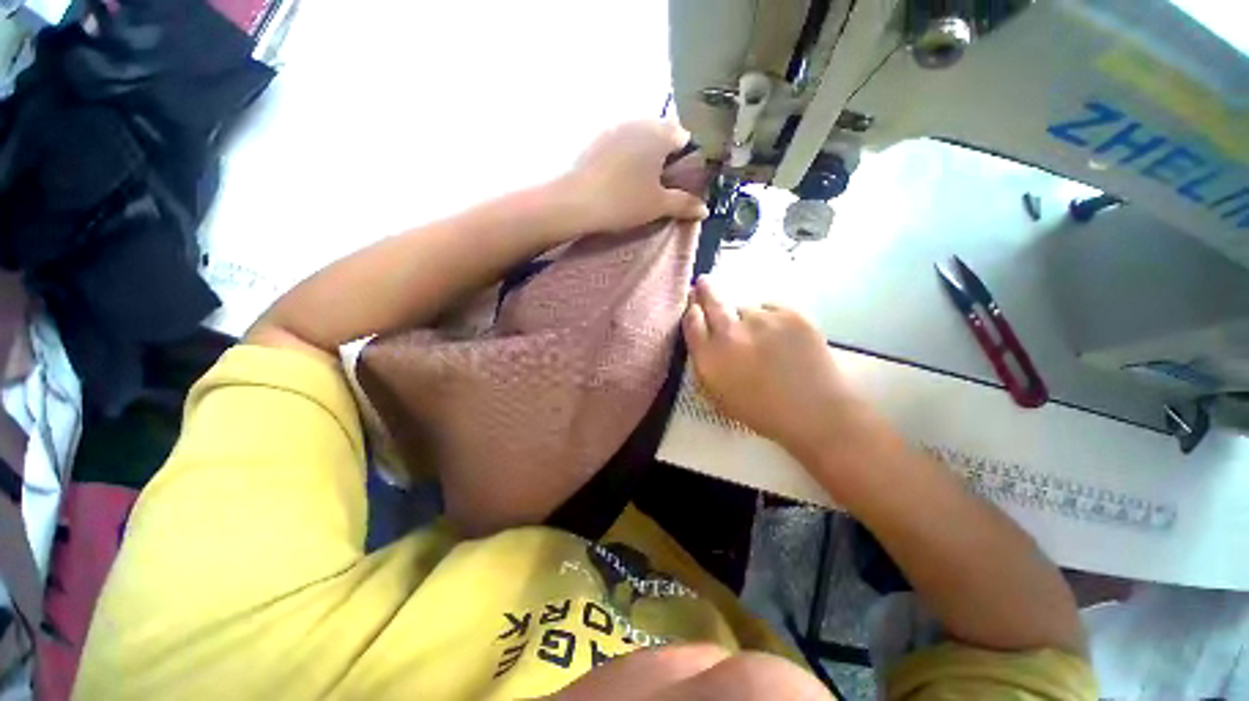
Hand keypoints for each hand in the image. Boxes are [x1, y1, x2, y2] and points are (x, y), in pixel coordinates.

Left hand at [564, 120, 709, 233]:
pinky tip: (619, 178)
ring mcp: (615, 126)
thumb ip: (684, 204)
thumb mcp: (658, 206)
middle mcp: (640, 121)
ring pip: (640, 138)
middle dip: (665, 157)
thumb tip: (705, 209)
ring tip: (638, 184)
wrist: (576, 201)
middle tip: (659, 186)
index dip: (686, 161)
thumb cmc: (624, 201)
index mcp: (660, 133)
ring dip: (645, 156)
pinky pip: (621, 143)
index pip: (685, 139)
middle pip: (662, 135)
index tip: (679, 183)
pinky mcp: (597, 137)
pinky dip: (626, 156)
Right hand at [682, 277, 861, 460]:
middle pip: (711, 300)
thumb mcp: (717, 394)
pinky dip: (772, 318)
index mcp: (709, 357)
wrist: (814, 411)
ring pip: (746, 308)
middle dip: (705, 290)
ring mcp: (761, 319)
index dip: (692, 311)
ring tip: (763, 337)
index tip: (694, 306)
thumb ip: (705, 362)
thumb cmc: (760, 411)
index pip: (691, 321)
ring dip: (747, 318)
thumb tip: (703, 337)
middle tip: (704, 282)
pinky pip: (771, 308)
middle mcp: (730, 332)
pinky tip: (782, 337)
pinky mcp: (789, 313)